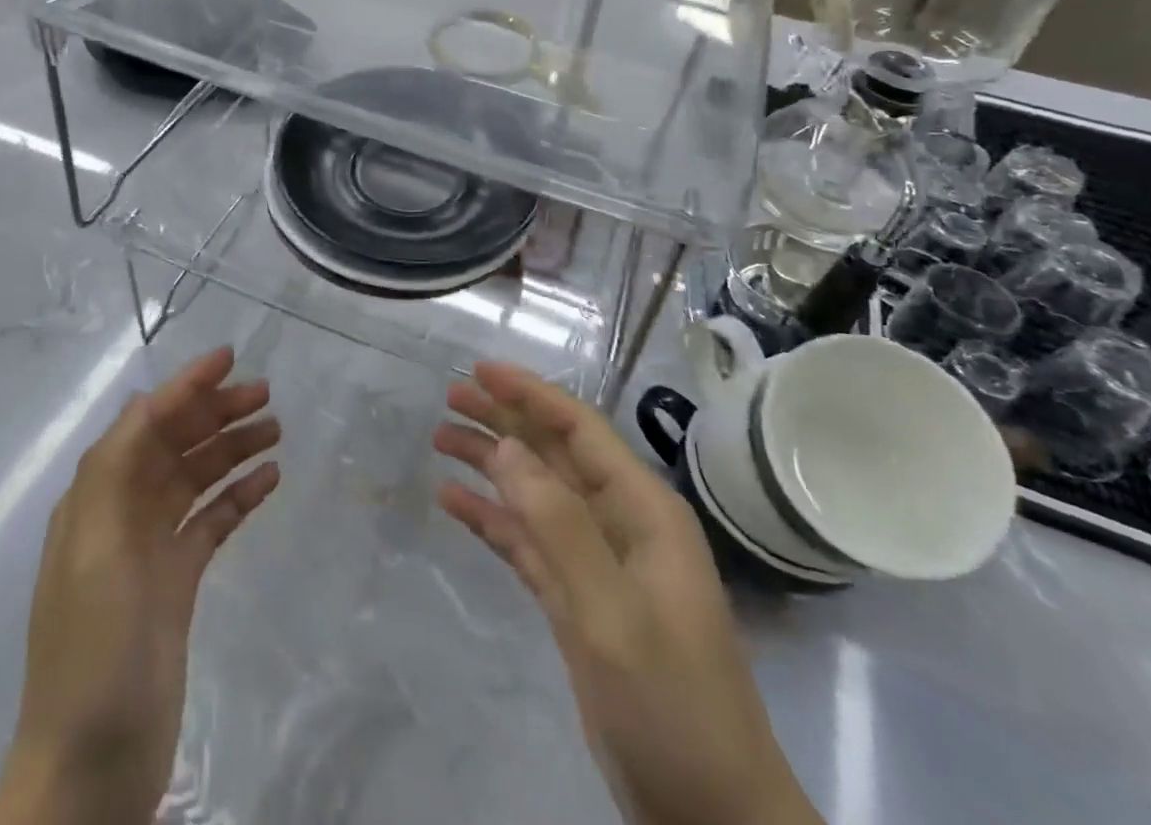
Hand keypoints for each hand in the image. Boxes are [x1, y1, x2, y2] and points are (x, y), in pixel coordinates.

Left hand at [0, 347, 279, 824]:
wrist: (91, 769)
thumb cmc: (92, 652)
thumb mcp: (95, 552)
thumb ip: (115, 471)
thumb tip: (145, 403)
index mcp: (95, 500)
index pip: (144, 424)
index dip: (184, 387)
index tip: (228, 358)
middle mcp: (121, 514)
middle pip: (174, 445)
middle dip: (215, 414)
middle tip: (266, 396)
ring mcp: (150, 549)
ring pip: (196, 479)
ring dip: (231, 449)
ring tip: (276, 430)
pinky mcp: (175, 583)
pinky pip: (210, 521)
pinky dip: (237, 496)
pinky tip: (269, 480)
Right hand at [434, 363, 819, 824]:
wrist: (710, 818)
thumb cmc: (671, 704)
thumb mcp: (612, 611)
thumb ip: (558, 523)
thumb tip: (506, 446)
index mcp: (642, 510)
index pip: (579, 429)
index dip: (530, 393)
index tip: (480, 370)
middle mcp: (619, 523)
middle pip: (552, 453)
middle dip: (502, 421)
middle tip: (448, 396)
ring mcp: (597, 563)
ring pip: (534, 493)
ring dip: (490, 465)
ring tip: (440, 440)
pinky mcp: (577, 600)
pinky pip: (527, 542)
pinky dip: (491, 519)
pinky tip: (453, 502)